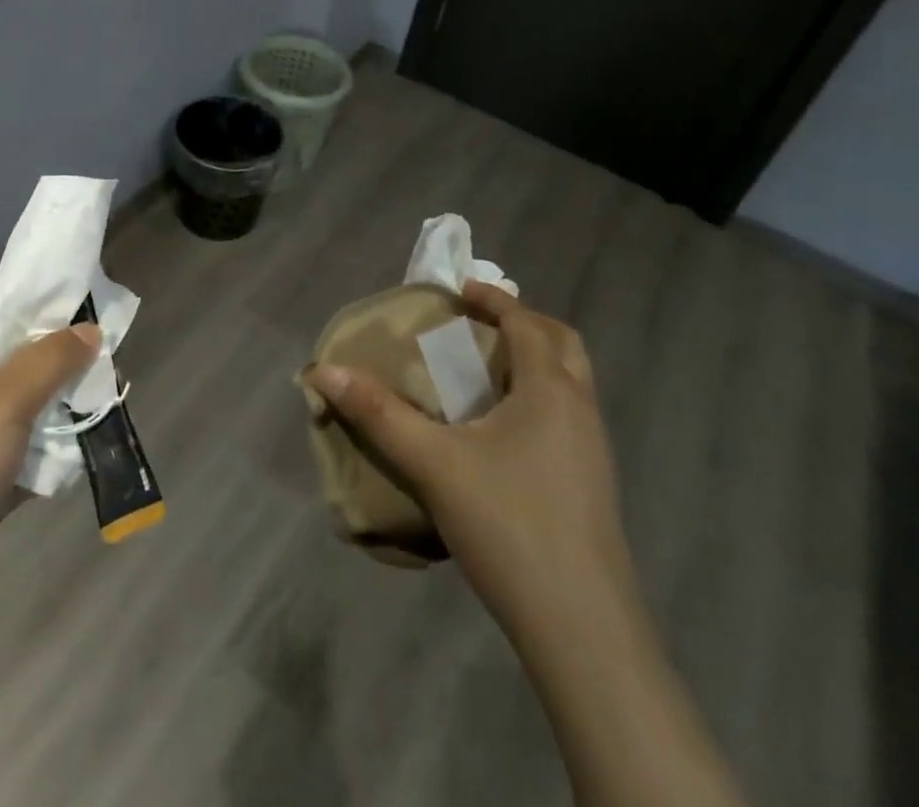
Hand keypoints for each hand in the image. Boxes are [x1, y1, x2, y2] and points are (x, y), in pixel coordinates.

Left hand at [0, 324, 101, 606]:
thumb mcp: (6, 401)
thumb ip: (51, 359)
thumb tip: (90, 328)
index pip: (6, 327)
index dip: (49, 324)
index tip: (95, 327)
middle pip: (21, 371)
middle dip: (63, 373)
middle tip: (107, 374)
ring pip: (26, 415)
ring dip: (61, 416)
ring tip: (104, 410)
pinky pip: (24, 457)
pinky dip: (49, 457)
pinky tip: (82, 456)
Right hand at [305, 282, 632, 637]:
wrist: (582, 627)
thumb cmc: (508, 524)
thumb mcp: (432, 464)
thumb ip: (377, 414)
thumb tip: (324, 371)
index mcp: (550, 389)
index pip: (525, 321)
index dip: (492, 298)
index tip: (456, 291)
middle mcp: (580, 408)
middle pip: (562, 343)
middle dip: (522, 323)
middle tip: (477, 324)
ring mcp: (594, 449)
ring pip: (570, 382)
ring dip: (533, 361)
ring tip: (484, 372)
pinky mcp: (594, 484)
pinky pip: (568, 415)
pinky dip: (540, 397)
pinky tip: (502, 432)